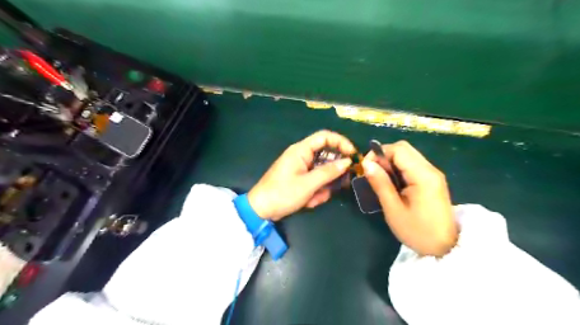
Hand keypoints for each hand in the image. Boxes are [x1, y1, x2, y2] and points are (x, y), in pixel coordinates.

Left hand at [249, 129, 355, 220]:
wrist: (261, 209)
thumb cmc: (282, 194)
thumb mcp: (308, 184)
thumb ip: (328, 172)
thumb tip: (347, 161)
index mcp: (301, 150)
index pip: (325, 136)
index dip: (341, 142)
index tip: (353, 155)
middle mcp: (302, 155)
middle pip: (326, 156)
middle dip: (333, 172)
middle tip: (341, 184)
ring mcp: (301, 167)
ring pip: (322, 171)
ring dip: (324, 186)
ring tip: (316, 198)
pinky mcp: (300, 178)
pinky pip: (315, 180)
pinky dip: (316, 191)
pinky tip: (310, 202)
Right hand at [361, 140, 456, 256]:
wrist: (446, 248)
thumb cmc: (417, 231)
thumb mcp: (393, 209)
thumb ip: (380, 183)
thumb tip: (366, 164)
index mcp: (423, 175)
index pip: (398, 150)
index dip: (378, 154)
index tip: (366, 168)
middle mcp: (430, 169)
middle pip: (404, 148)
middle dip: (383, 156)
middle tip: (372, 172)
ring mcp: (433, 174)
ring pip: (407, 155)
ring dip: (390, 162)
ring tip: (380, 179)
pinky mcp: (432, 180)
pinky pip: (412, 165)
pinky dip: (398, 168)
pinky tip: (392, 183)